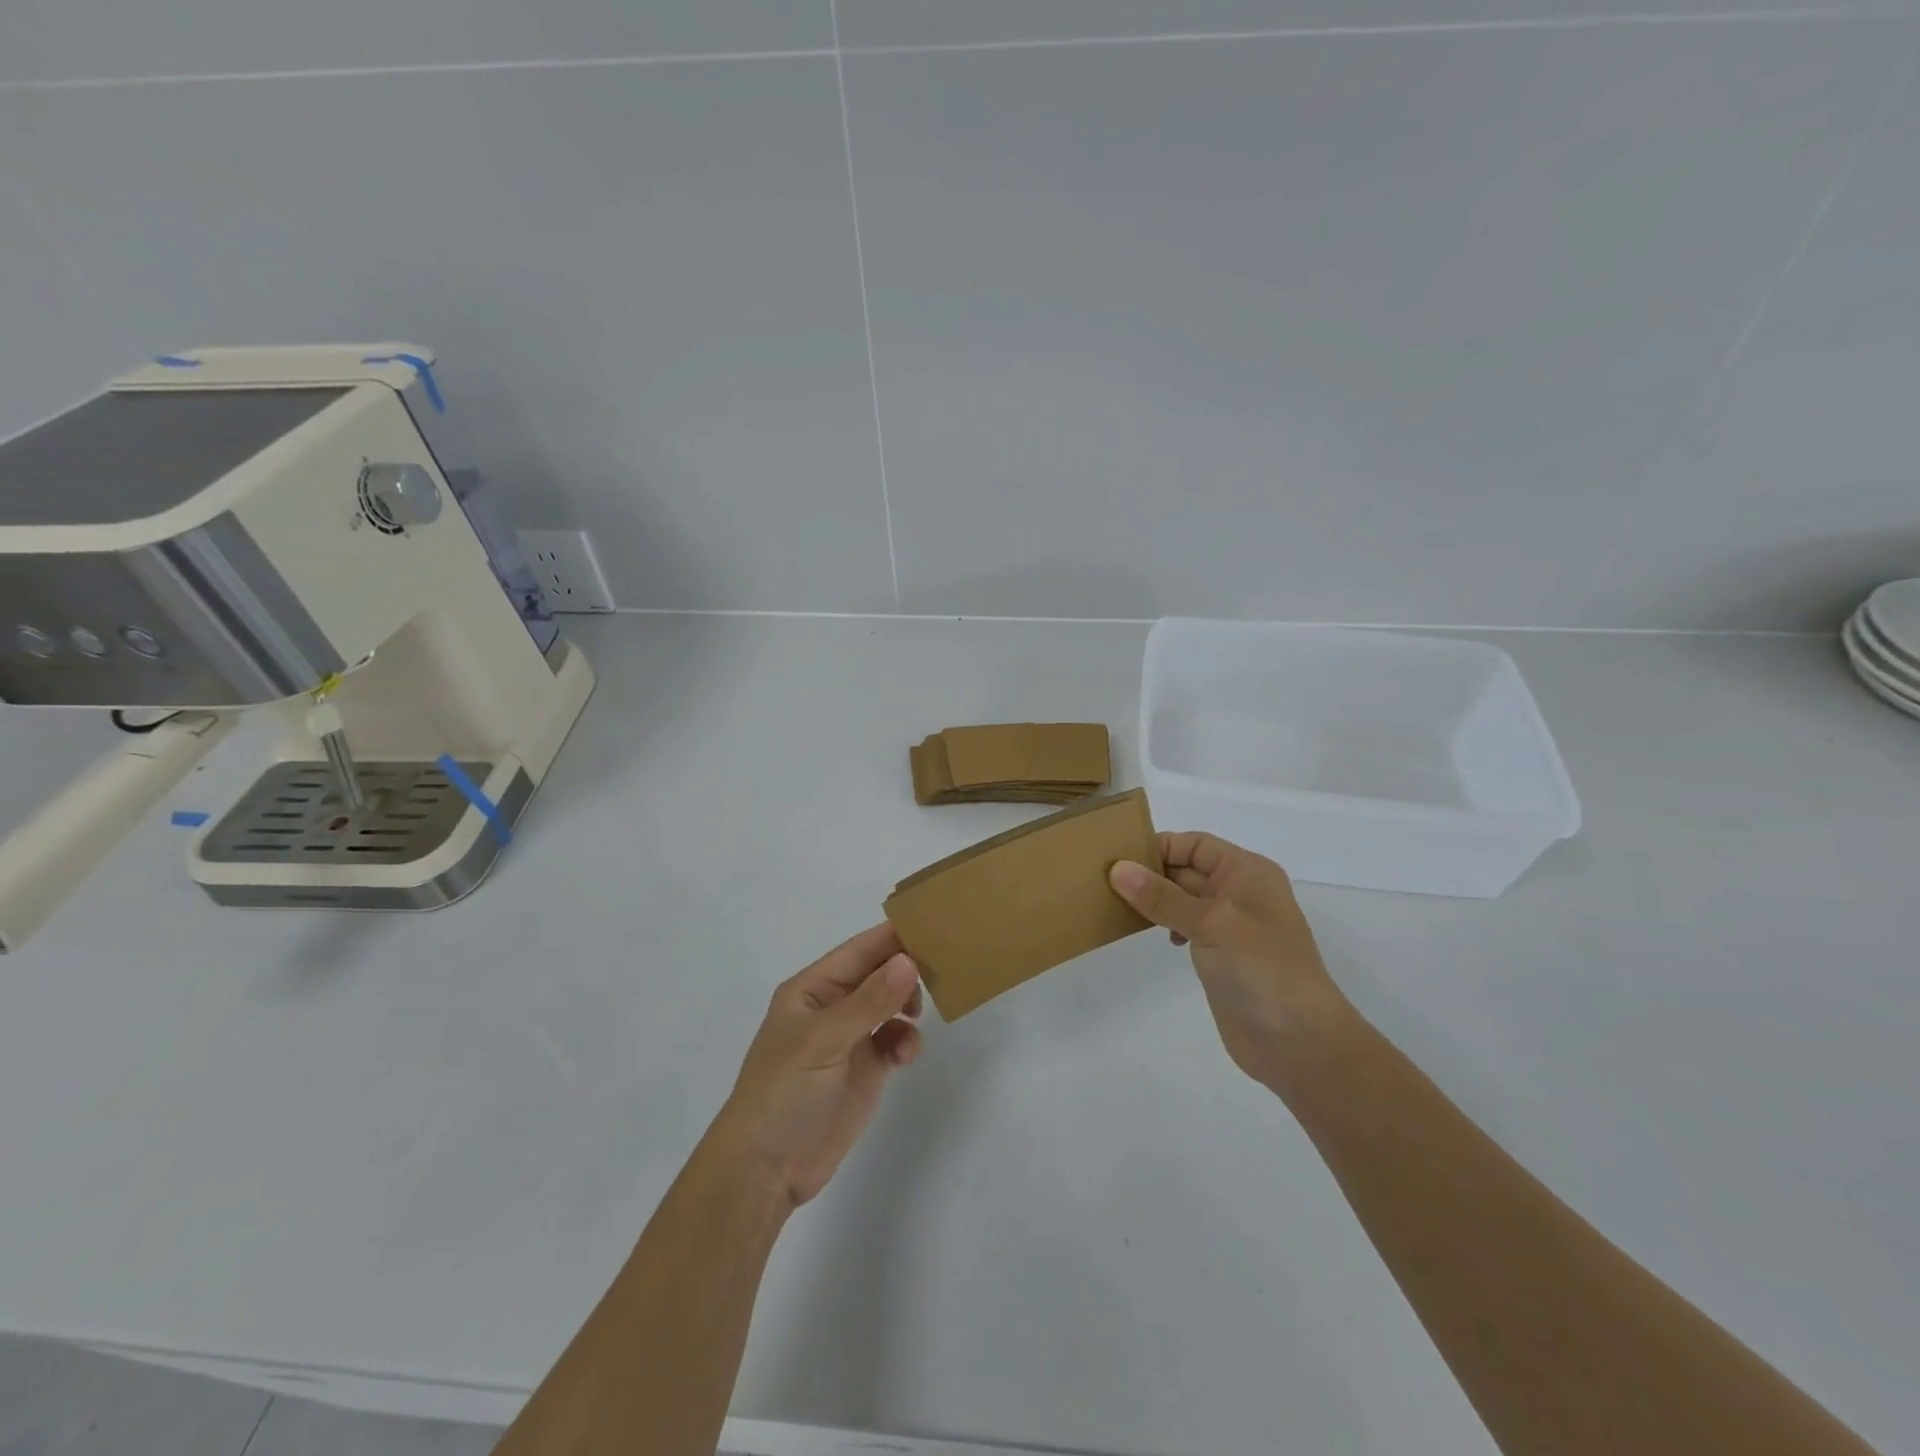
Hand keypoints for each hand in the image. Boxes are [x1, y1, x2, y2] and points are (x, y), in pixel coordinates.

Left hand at [707, 924, 923, 1207]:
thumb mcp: (822, 1041)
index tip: (935, 924)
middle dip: (907, 970)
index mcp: (812, 988)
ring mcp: (850, 1037)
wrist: (767, 1170)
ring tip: (916, 1017)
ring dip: (909, 1005)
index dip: (893, 936)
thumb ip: (869, 1001)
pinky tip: (905, 1056)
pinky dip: (906, 1040)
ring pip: (892, 1003)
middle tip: (941, 970)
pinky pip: (896, 1038)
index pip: (860, 950)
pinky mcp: (867, 1068)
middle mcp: (833, 1006)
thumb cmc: (783, 1092)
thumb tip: (909, 961)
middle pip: (879, 973)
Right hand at [1110, 833, 1353, 1088]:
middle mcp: (1239, 892)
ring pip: (1182, 898)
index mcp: (1246, 872)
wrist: (1299, 1042)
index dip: (1159, 847)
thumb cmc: (1262, 969)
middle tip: (1103, 881)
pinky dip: (1163, 923)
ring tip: (1115, 905)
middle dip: (1150, 872)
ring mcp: (1230, 925)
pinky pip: (1184, 925)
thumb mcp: (1211, 923)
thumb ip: (1162, 896)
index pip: (1195, 844)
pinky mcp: (1220, 954)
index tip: (1117, 859)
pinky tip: (1148, 934)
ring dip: (1153, 899)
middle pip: (1186, 867)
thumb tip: (1118, 869)